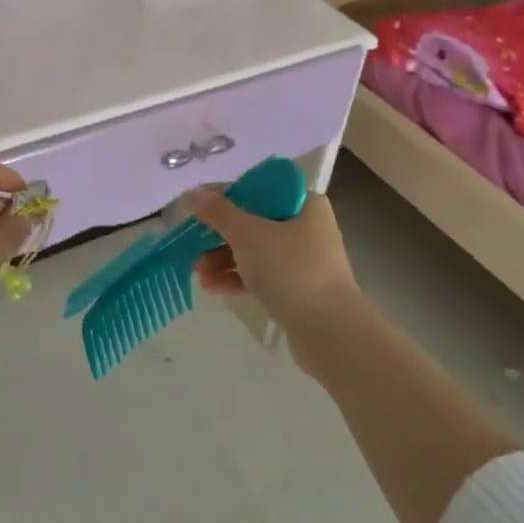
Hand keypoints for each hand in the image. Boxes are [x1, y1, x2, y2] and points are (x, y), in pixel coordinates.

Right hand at [188, 188, 365, 367]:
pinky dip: (237, 278)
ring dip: (223, 258)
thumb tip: (193, 193)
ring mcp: (302, 260)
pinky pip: (261, 275)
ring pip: (255, 250)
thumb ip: (219, 212)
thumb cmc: (291, 270)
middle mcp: (306, 227)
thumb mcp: (249, 235)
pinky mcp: (297, 290)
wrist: (331, 334)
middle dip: (220, 233)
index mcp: (304, 203)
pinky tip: (210, 287)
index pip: (260, 188)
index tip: (199, 205)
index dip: (227, 194)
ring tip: (197, 271)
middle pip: (254, 220)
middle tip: (192, 241)